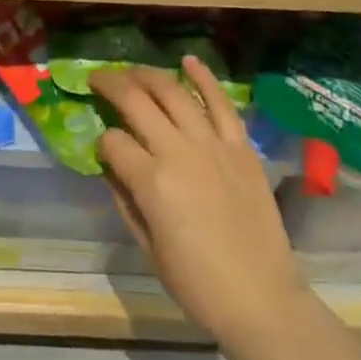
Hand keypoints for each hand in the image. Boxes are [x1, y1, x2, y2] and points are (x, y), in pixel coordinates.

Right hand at [92, 57, 306, 352]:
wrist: (263, 300)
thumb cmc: (198, 284)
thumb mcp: (148, 247)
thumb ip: (125, 199)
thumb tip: (111, 166)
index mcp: (152, 182)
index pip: (112, 141)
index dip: (102, 142)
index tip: (102, 149)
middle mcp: (179, 152)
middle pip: (136, 101)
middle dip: (110, 85)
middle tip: (97, 80)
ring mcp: (213, 145)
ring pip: (173, 92)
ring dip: (147, 75)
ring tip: (131, 71)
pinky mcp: (241, 147)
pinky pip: (221, 103)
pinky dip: (203, 77)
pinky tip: (187, 60)